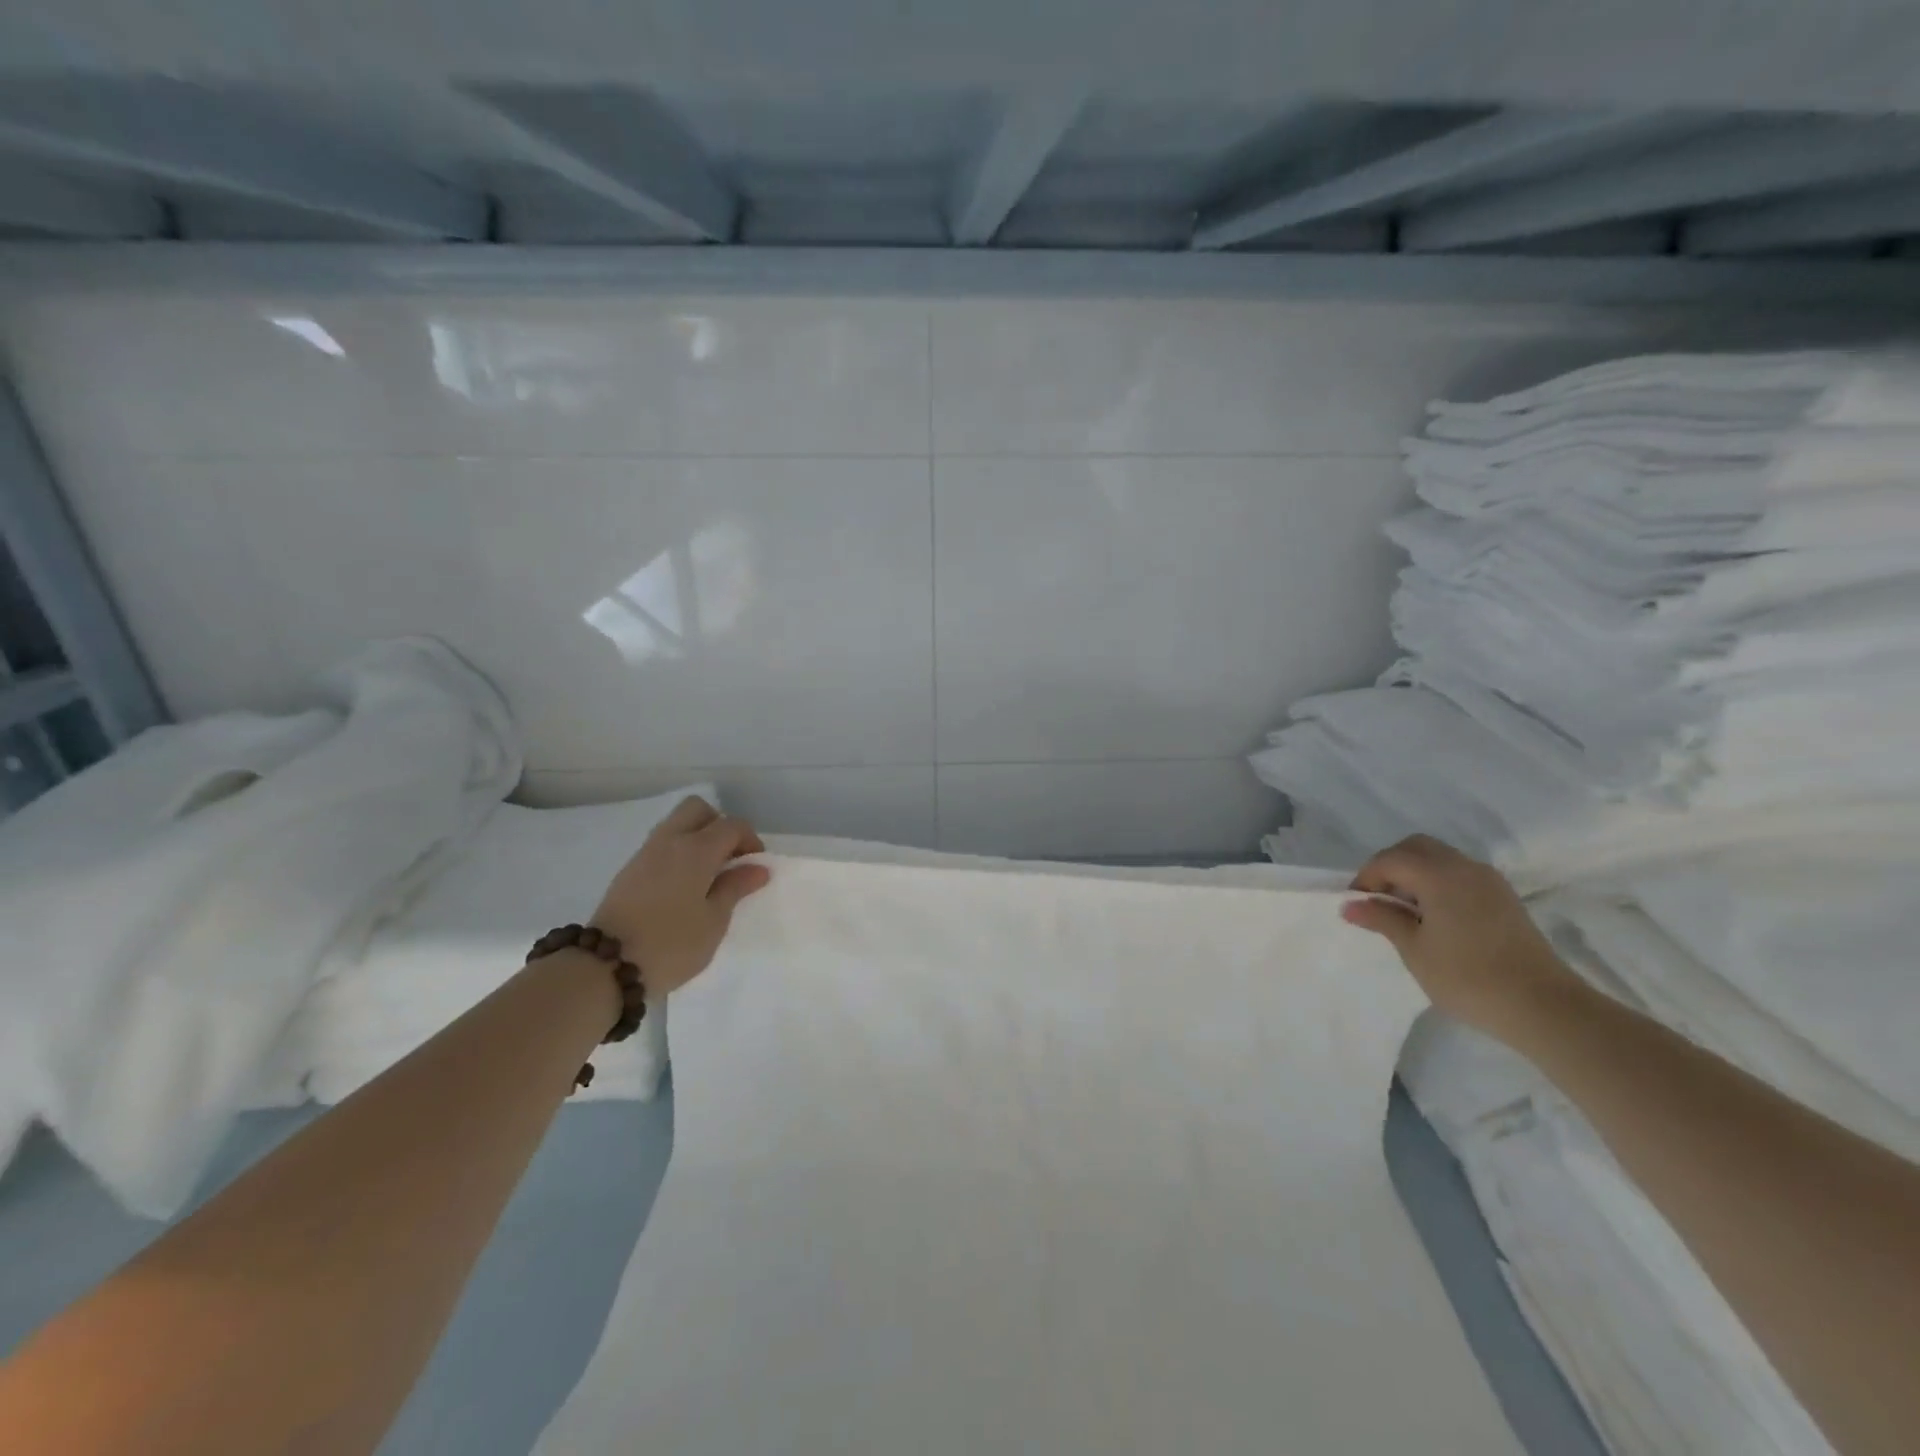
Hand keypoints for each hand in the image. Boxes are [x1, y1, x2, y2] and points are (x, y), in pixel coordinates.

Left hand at [591, 797, 771, 995]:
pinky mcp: (628, 871)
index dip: (750, 840)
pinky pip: (661, 845)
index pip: (732, 825)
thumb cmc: (671, 944)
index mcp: (697, 849)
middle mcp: (670, 841)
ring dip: (697, 838)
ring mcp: (644, 854)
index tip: (755, 867)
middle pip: (698, 809)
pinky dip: (678, 853)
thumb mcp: (714, 921)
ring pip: (676, 825)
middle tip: (729, 858)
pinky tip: (683, 886)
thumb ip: (735, 888)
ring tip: (708, 875)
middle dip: (719, 825)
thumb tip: (757, 868)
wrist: (604, 966)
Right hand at [1340, 834, 1578, 1040]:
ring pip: (1440, 858)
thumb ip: (1382, 919)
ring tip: (1405, 911)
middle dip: (1390, 866)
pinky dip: (1437, 882)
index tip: (1357, 905)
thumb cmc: (1468, 978)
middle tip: (1378, 900)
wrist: (1544, 1007)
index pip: (1390, 859)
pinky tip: (1434, 916)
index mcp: (1439, 875)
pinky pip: (1459, 874)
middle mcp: (1465, 867)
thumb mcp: (1414, 950)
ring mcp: (1489, 881)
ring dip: (1414, 873)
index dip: (1367, 878)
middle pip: (1416, 847)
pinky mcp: (1504, 897)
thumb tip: (1351, 904)